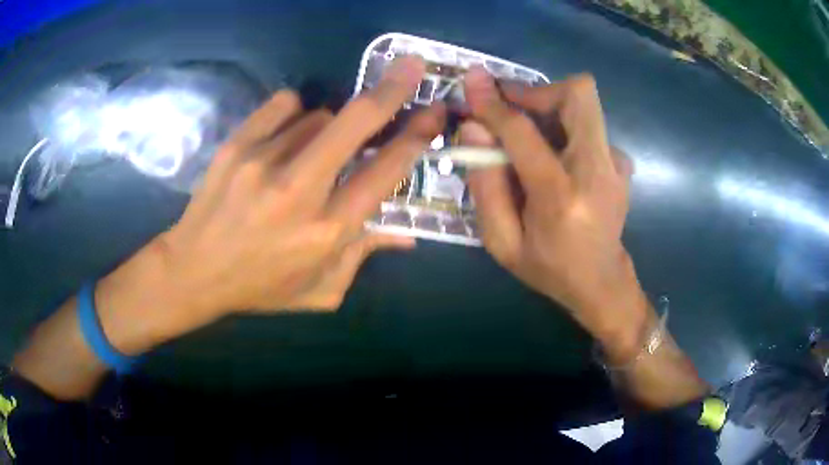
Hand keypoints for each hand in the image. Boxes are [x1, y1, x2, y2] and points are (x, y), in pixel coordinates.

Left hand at [133, 56, 443, 339]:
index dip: (415, 138)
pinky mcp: (236, 145)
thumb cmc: (260, 286)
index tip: (433, 113)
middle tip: (413, 67)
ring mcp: (262, 162)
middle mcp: (297, 191)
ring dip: (329, 125)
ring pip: (318, 115)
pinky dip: (295, 112)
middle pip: (354, 123)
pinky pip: (283, 105)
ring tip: (313, 150)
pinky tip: (287, 133)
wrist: (194, 271)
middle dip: (391, 91)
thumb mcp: (320, 290)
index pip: (383, 173)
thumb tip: (405, 235)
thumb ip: (363, 257)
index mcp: (325, 232)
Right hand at [461, 68, 648, 358]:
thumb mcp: (502, 242)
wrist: (602, 282)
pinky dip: (564, 127)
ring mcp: (615, 163)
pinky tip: (553, 154)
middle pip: (577, 94)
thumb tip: (473, 128)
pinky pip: (588, 126)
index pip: (524, 131)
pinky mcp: (620, 161)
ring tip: (524, 129)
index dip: (494, 103)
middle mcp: (597, 170)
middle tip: (508, 103)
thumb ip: (485, 185)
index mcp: (561, 197)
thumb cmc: (549, 268)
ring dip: (548, 106)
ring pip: (584, 103)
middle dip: (537, 90)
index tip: (472, 82)